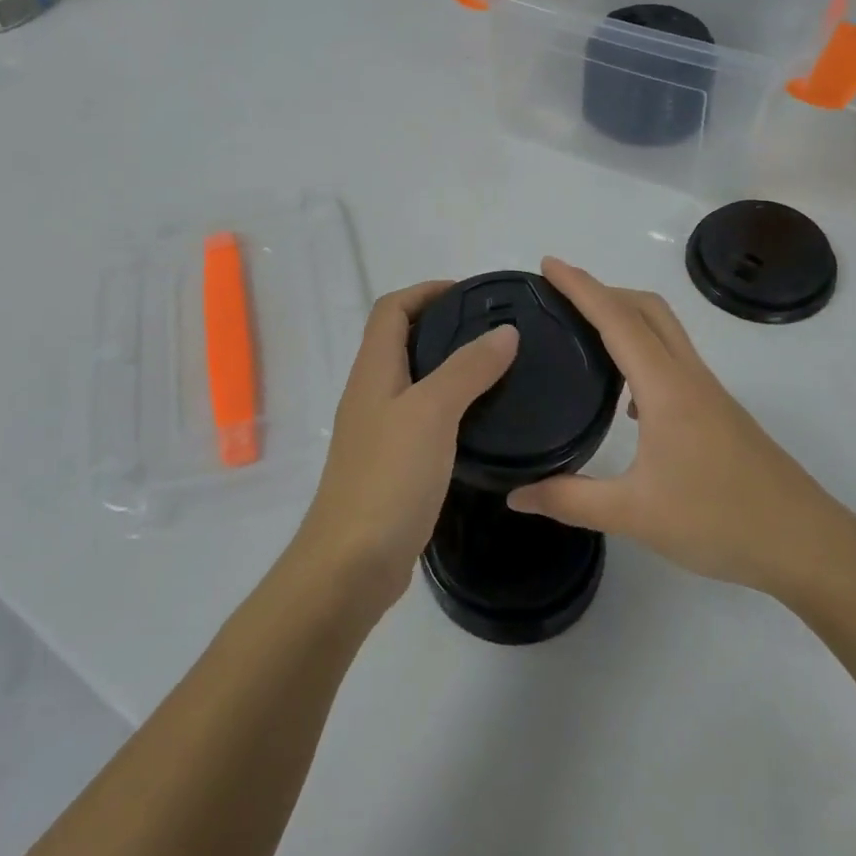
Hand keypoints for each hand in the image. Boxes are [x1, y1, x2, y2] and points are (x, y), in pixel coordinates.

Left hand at [292, 281, 518, 615]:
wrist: (351, 564)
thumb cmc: (388, 478)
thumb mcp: (432, 413)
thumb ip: (467, 369)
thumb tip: (504, 332)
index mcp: (373, 371)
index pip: (391, 309)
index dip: (426, 292)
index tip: (472, 296)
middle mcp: (370, 393)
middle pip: (401, 341)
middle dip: (444, 326)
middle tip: (496, 333)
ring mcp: (378, 431)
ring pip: (414, 381)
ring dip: (449, 367)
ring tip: (498, 371)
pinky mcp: (391, 465)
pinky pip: (422, 418)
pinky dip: (450, 408)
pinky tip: (481, 423)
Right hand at [508, 258, 855, 605]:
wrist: (807, 546)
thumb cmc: (720, 520)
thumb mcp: (634, 515)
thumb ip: (569, 500)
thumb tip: (516, 494)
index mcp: (666, 388)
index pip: (617, 320)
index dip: (581, 287)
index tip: (548, 264)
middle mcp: (689, 378)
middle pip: (648, 309)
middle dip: (604, 290)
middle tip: (560, 296)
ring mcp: (709, 394)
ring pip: (665, 332)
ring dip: (626, 318)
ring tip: (584, 334)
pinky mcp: (719, 414)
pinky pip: (674, 360)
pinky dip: (643, 352)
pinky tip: (625, 399)